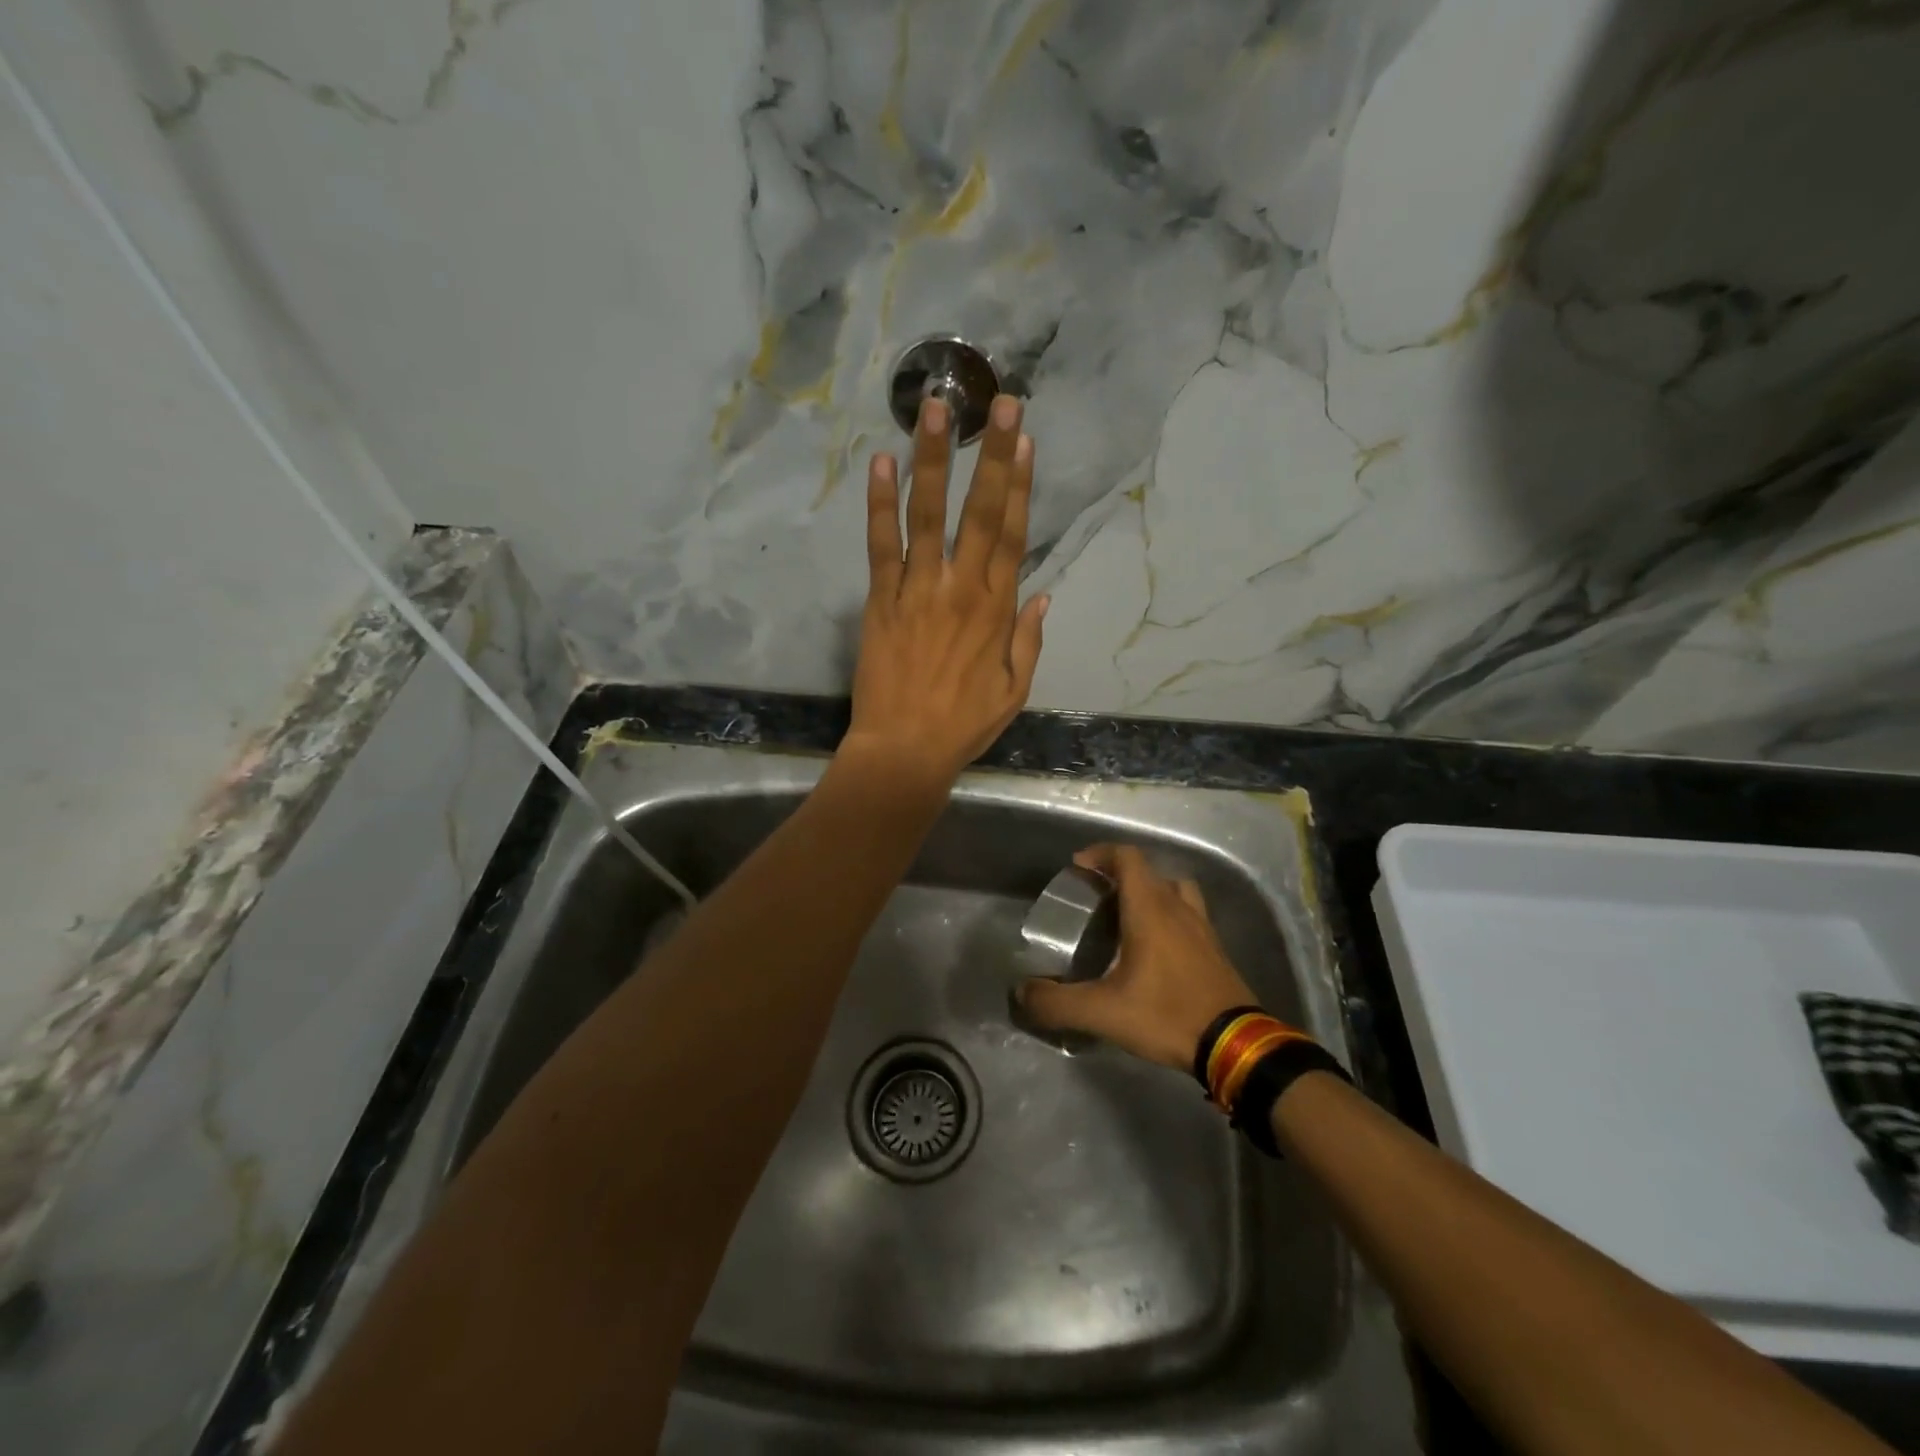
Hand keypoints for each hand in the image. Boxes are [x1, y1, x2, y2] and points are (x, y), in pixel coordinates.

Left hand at [844, 393, 1047, 784]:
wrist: (904, 750)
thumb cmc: (962, 725)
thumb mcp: (1015, 691)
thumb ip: (1029, 640)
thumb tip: (1042, 594)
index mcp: (997, 610)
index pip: (1012, 535)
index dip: (1020, 485)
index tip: (1024, 440)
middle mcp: (961, 589)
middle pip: (980, 512)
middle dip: (991, 455)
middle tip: (999, 403)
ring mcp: (918, 590)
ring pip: (929, 516)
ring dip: (933, 460)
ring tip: (933, 410)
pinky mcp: (881, 600)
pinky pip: (880, 545)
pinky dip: (880, 504)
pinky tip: (880, 463)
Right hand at [1017, 844, 1260, 1071]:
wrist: (1235, 1045)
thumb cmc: (1167, 1014)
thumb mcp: (1103, 1012)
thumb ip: (1057, 1002)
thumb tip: (1022, 993)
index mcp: (1150, 909)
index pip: (1127, 858)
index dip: (1101, 854)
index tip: (1078, 867)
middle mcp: (1178, 908)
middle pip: (1149, 872)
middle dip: (1119, 875)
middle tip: (1095, 897)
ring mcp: (1202, 928)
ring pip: (1175, 890)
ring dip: (1150, 892)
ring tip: (1127, 916)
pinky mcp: (1215, 950)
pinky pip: (1189, 915)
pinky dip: (1169, 916)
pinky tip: (1155, 949)